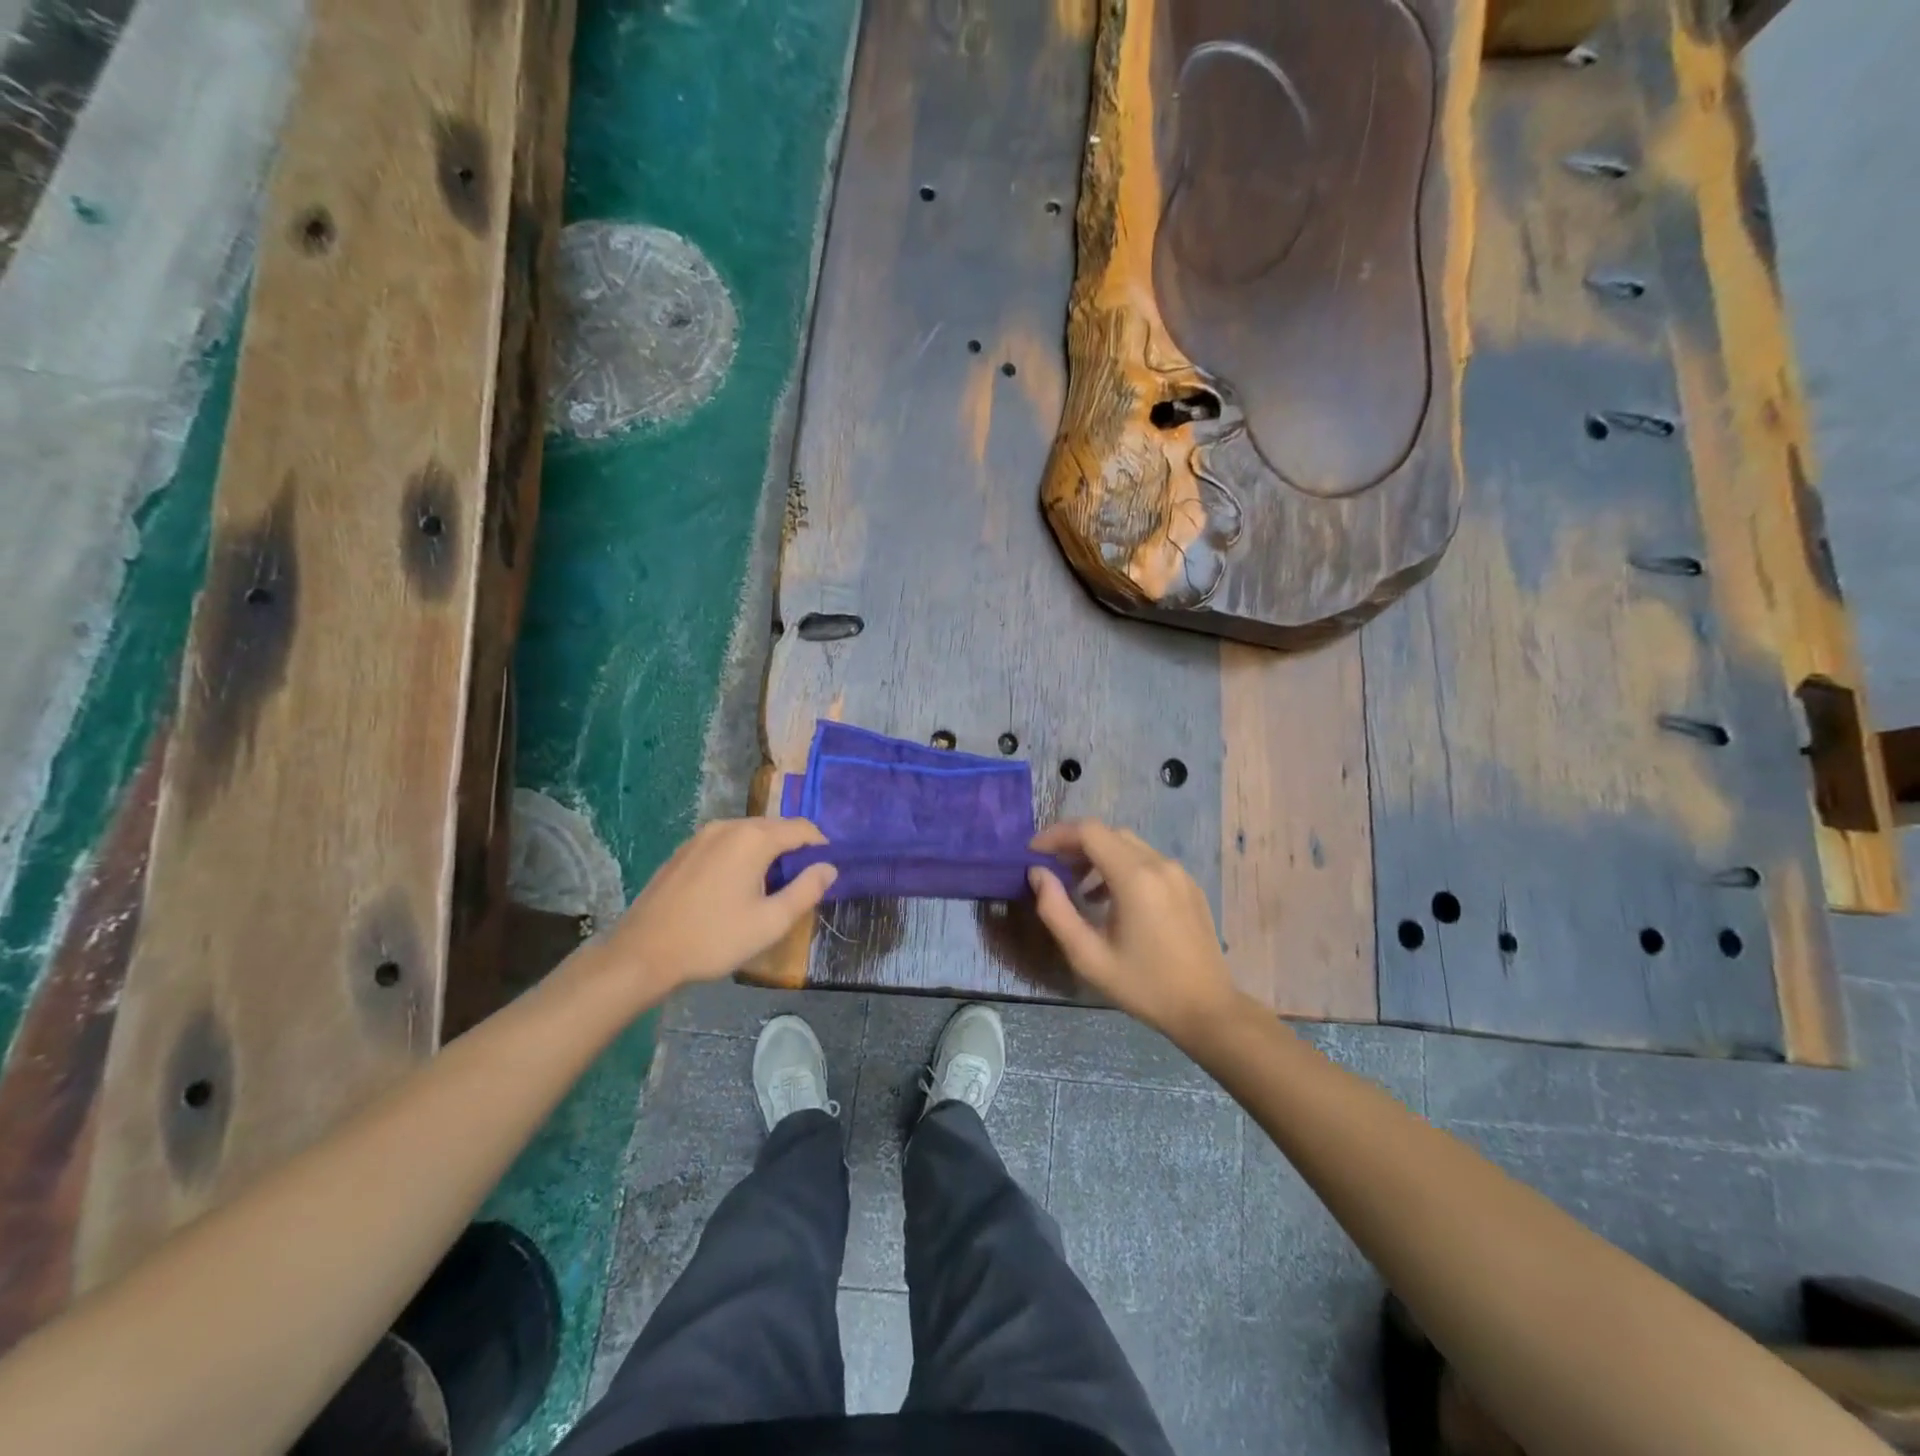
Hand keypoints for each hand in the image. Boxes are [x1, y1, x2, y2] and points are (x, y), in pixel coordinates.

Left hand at [597, 817, 836, 1002]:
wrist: (642, 953)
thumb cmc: (713, 938)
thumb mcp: (770, 922)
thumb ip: (806, 891)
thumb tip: (829, 868)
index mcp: (753, 839)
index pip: (802, 828)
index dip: (820, 847)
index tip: (826, 872)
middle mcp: (729, 826)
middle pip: (775, 827)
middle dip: (793, 850)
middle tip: (799, 884)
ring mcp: (702, 836)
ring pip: (748, 834)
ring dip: (767, 853)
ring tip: (769, 887)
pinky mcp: (684, 850)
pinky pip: (725, 843)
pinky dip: (741, 856)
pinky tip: (734, 887)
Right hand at [1029, 820, 1241, 1044]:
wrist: (1207, 1009)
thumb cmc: (1143, 986)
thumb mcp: (1088, 956)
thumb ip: (1056, 910)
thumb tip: (1037, 874)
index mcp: (1135, 877)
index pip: (1088, 831)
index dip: (1056, 835)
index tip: (1033, 852)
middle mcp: (1159, 864)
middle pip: (1108, 833)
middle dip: (1074, 844)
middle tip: (1051, 869)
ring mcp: (1178, 872)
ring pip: (1128, 844)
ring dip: (1097, 855)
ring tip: (1078, 886)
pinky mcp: (1188, 885)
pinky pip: (1147, 860)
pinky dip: (1121, 865)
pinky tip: (1111, 898)